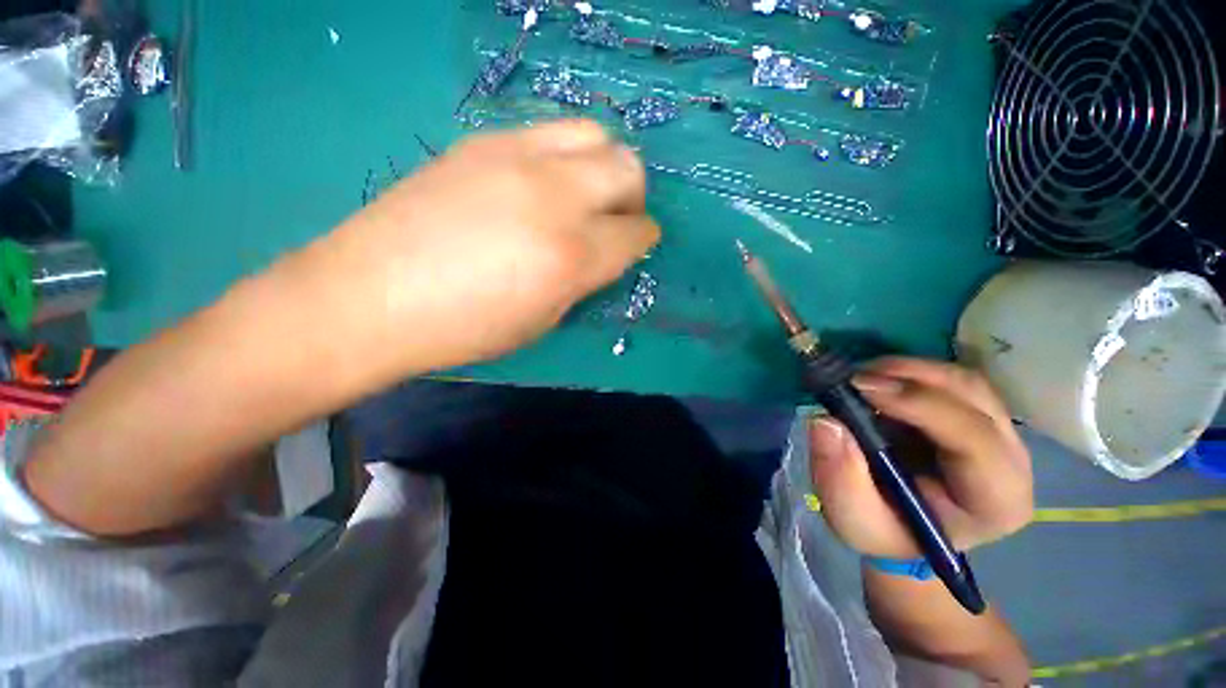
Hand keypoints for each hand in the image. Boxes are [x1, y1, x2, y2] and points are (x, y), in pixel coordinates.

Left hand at [297, 120, 658, 373]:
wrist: (373, 297)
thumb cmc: (466, 328)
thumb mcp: (544, 320)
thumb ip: (584, 279)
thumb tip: (605, 253)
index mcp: (572, 255)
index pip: (637, 232)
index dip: (642, 240)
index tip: (633, 246)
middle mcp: (555, 197)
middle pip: (628, 168)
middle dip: (632, 196)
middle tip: (613, 219)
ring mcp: (518, 158)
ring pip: (595, 133)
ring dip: (603, 165)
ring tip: (583, 194)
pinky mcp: (484, 141)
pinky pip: (549, 132)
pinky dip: (564, 157)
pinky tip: (540, 184)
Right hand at [808, 358, 1032, 557]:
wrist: (902, 526)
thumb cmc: (884, 529)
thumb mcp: (853, 520)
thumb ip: (840, 478)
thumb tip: (825, 422)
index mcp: (994, 500)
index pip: (974, 440)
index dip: (919, 405)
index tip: (859, 387)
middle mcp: (1011, 460)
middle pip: (975, 397)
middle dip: (911, 376)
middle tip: (854, 376)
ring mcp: (999, 433)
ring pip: (964, 381)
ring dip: (908, 369)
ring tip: (861, 375)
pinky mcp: (977, 415)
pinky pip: (950, 380)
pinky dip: (910, 372)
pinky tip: (877, 379)